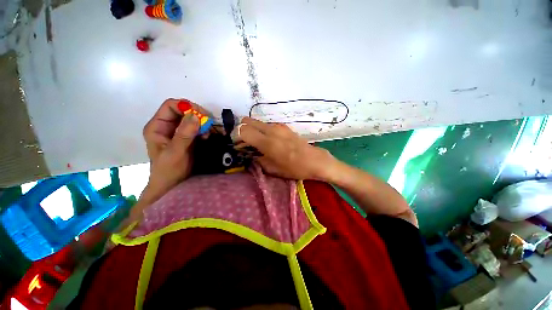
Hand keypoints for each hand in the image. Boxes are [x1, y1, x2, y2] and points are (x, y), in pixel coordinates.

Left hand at [142, 98, 207, 200]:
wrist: (172, 184)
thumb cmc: (169, 170)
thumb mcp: (175, 152)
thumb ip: (184, 134)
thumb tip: (195, 116)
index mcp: (157, 126)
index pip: (170, 106)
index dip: (186, 107)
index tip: (201, 115)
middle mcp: (167, 126)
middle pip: (183, 111)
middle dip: (197, 115)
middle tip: (208, 124)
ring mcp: (178, 132)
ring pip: (191, 119)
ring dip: (202, 123)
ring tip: (207, 133)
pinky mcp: (187, 138)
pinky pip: (197, 128)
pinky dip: (204, 130)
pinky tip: (206, 137)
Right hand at [237, 117, 336, 179]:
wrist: (314, 160)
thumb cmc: (294, 168)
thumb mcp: (272, 169)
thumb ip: (257, 159)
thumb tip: (248, 153)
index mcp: (266, 141)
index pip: (242, 130)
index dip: (235, 136)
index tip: (235, 144)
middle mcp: (270, 129)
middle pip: (247, 121)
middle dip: (241, 129)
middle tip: (242, 141)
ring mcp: (278, 126)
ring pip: (257, 122)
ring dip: (251, 129)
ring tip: (254, 142)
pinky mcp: (284, 127)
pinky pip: (266, 125)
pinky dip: (261, 130)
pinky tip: (266, 140)